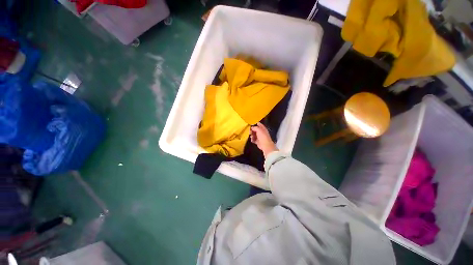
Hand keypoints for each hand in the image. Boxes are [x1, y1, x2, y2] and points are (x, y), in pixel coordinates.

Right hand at [250, 123, 277, 157]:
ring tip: (251, 137)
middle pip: (255, 130)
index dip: (254, 123)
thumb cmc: (263, 136)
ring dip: (252, 135)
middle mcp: (261, 132)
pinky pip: (253, 139)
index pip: (258, 124)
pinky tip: (252, 140)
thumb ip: (255, 127)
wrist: (265, 145)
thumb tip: (252, 127)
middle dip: (252, 130)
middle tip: (250, 132)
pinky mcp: (257, 141)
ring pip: (254, 134)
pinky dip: (252, 139)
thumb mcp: (259, 130)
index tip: (250, 124)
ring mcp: (259, 137)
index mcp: (263, 128)